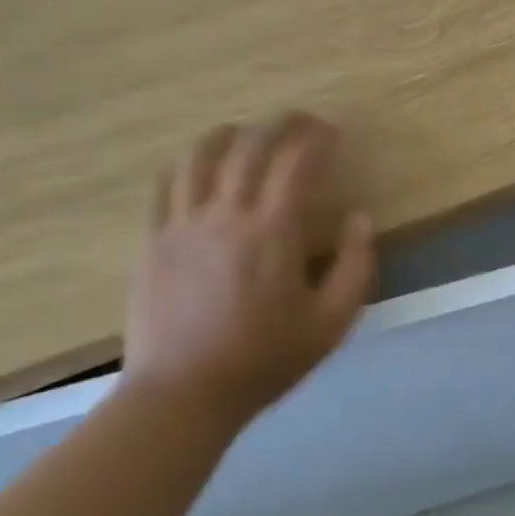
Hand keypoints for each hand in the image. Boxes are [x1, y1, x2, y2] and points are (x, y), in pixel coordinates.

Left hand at [124, 115, 374, 425]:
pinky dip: (187, 162)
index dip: (318, 138)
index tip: (333, 132)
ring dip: (229, 133)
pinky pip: (166, 184)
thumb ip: (356, 266)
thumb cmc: (264, 359)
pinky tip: (198, 164)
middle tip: (299, 121)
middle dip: (280, 124)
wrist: (183, 394)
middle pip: (251, 146)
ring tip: (246, 131)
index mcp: (273, 232)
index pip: (297, 162)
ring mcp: (183, 224)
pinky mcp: (154, 239)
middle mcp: (227, 214)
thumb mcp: (331, 323)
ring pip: (201, 155)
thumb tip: (360, 218)